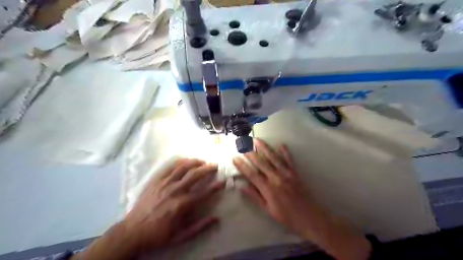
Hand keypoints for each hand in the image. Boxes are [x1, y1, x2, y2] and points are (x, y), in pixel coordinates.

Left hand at [75, 158, 224, 258]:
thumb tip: (216, 219)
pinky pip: (170, 167)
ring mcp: (165, 184)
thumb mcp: (180, 237)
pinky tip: (186, 161)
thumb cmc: (158, 235)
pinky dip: (180, 162)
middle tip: (215, 166)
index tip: (223, 181)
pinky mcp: (156, 181)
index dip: (215, 186)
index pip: (204, 192)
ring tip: (203, 161)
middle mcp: (175, 191)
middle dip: (207, 169)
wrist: (132, 232)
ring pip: (183, 167)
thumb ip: (199, 227)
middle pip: (195, 175)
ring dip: (195, 162)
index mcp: (182, 205)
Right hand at [234, 140, 371, 259]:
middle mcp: (276, 178)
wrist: (310, 218)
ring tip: (257, 140)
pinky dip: (285, 152)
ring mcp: (286, 174)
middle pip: (261, 162)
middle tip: (243, 144)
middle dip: (250, 152)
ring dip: (264, 148)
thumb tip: (242, 187)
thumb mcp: (268, 210)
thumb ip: (255, 196)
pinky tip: (281, 144)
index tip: (234, 158)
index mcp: (268, 188)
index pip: (251, 174)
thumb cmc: (287, 217)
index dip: (242, 166)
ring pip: (273, 158)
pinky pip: (289, 160)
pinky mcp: (295, 173)